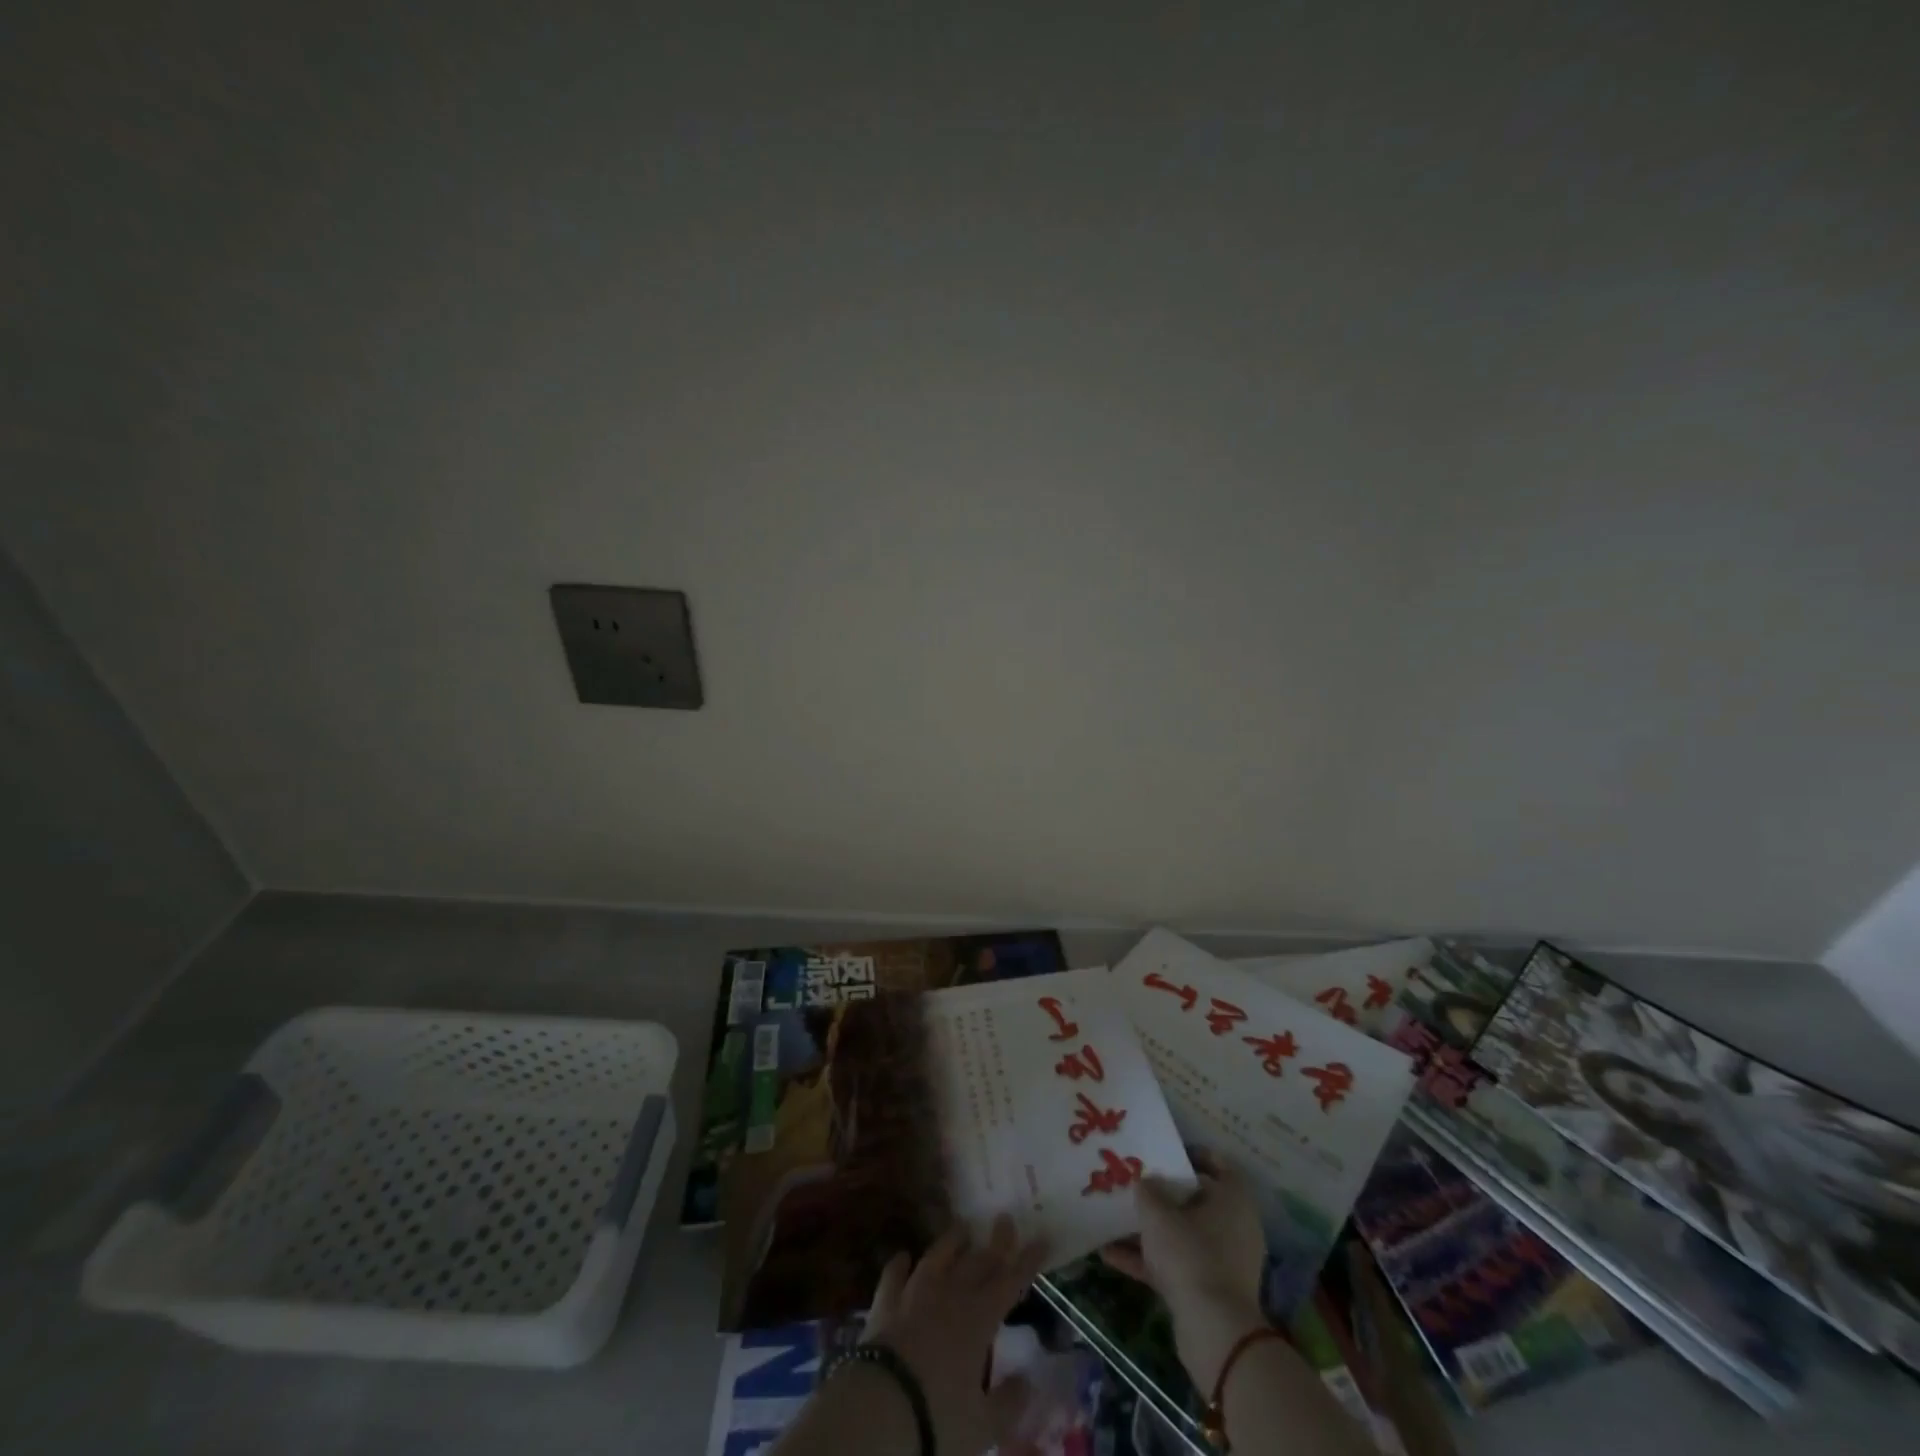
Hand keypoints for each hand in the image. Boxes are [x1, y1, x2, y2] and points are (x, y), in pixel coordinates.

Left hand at [865, 1214, 1049, 1455]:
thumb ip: (1009, 1402)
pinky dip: (900, 1264)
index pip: (1010, 1282)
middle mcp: (949, 1295)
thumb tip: (1029, 1380)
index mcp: (978, 1319)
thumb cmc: (938, 1419)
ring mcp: (914, 1294)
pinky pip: (894, 1275)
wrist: (880, 1409)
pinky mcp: (885, 1303)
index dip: (1027, 1261)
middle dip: (995, 1242)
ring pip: (937, 1257)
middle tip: (1004, 1219)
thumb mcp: (984, 1425)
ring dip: (951, 1242)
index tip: (1041, 1238)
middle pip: (977, 1261)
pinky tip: (903, 1256)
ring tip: (962, 1228)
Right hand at [1099, 1149, 1268, 1387]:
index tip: (1165, 1152)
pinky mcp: (1211, 1291)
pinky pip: (1177, 1265)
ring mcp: (1223, 1261)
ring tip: (1114, 1218)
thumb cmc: (1190, 1254)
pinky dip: (1149, 1260)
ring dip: (1151, 1230)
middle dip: (1164, 1195)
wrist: (1213, 1331)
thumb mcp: (1158, 1214)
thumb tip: (1146, 1182)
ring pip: (1183, 1235)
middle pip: (1196, 1201)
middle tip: (1135, 1183)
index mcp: (1233, 1200)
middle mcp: (1235, 1227)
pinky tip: (1110, 1255)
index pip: (1219, 1165)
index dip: (1192, 1154)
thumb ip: (1147, 1191)